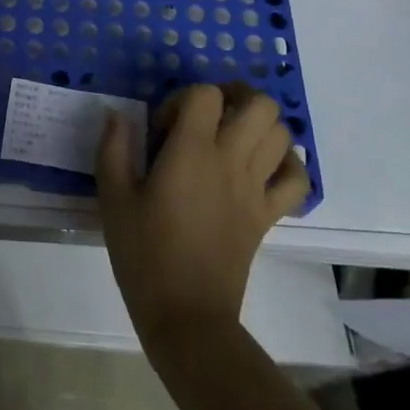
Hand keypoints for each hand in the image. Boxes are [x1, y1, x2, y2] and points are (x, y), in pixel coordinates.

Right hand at [96, 82, 310, 352]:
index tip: (164, 128)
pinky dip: (287, 164)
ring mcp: (256, 189)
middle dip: (235, 97)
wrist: (186, 314)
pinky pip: (297, 179)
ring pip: (282, 134)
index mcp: (191, 153)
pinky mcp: (268, 215)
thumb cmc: (143, 252)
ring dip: (260, 125)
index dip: (183, 98)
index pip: (205, 95)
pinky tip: (262, 166)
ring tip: (230, 136)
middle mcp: (230, 161)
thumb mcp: (113, 197)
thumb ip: (113, 148)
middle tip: (207, 115)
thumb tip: (116, 115)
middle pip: (260, 105)